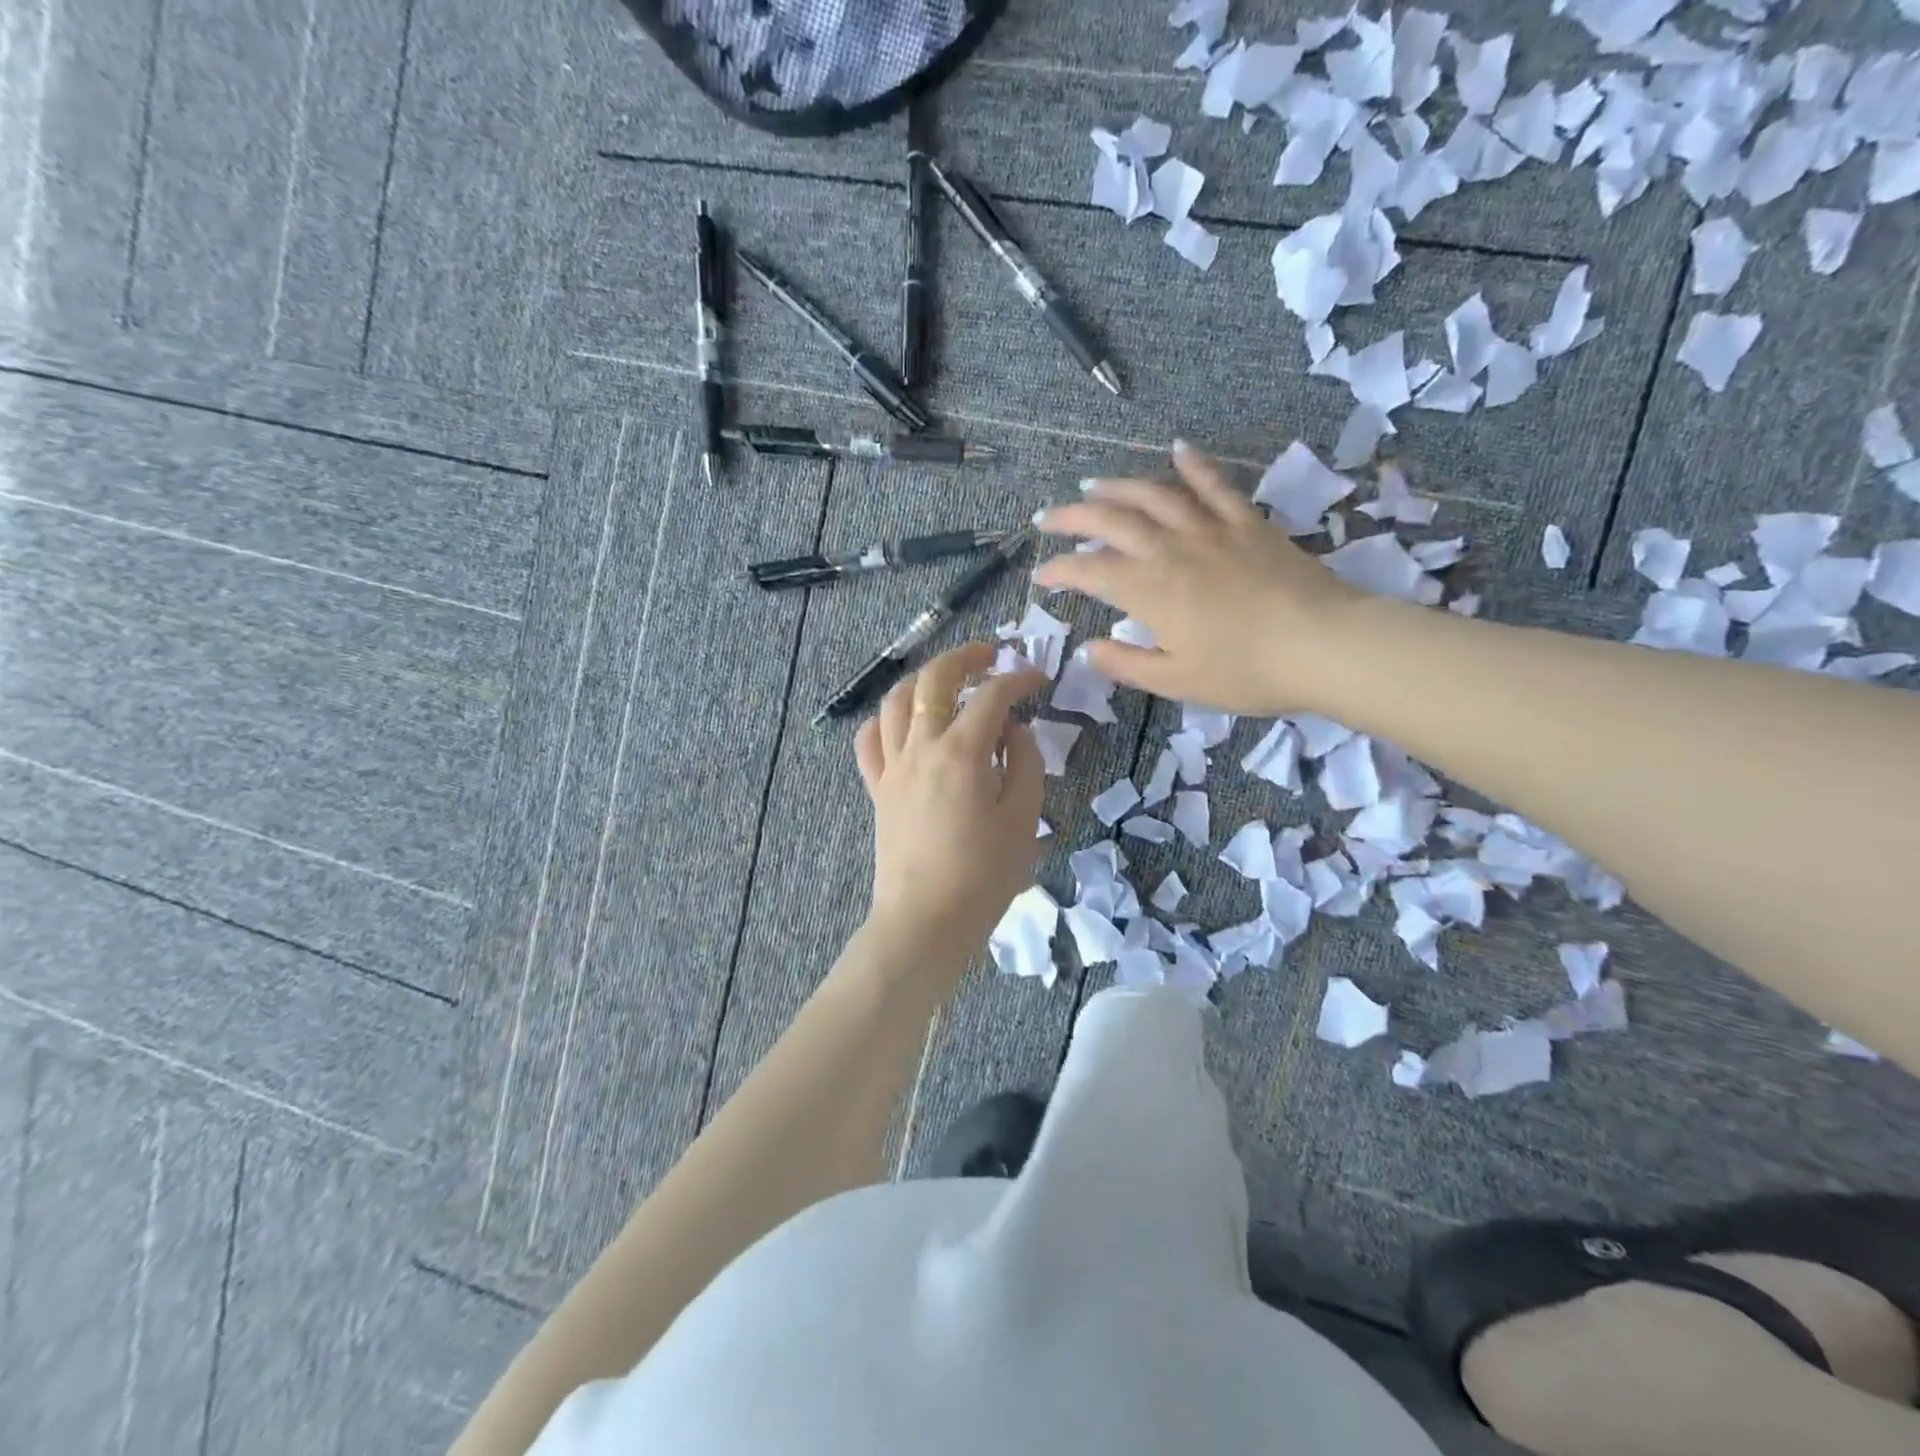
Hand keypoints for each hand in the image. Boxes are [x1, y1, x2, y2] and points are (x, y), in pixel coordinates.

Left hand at [854, 643, 1047, 958]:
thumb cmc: (983, 876)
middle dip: (964, 657)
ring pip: (895, 700)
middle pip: (934, 679)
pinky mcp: (877, 788)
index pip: (992, 696)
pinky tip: (904, 724)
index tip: (1039, 679)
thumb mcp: (1023, 820)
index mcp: (962, 753)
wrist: (925, 921)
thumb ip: (1024, 763)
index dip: (1019, 679)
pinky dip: (885, 720)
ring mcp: (892, 767)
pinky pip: (869, 740)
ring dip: (922, 680)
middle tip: (989, 655)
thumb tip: (1013, 730)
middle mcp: (921, 747)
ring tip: (946, 682)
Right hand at [1032, 440, 1365, 715]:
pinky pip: (1215, 485)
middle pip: (1111, 521)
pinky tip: (1177, 450)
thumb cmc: (1247, 672)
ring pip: (1154, 495)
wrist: (1324, 645)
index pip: (1090, 572)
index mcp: (1150, 591)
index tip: (1042, 576)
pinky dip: (1194, 465)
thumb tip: (1089, 649)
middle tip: (1049, 518)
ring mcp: (1210, 530)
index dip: (1060, 571)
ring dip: (1118, 487)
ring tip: (1094, 486)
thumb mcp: (1178, 681)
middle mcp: (1171, 550)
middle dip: (1073, 517)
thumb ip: (1127, 664)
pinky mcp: (1247, 522)